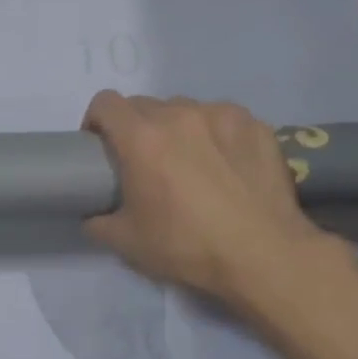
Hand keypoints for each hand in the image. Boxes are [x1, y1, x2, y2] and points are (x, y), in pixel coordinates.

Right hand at [80, 92, 338, 309]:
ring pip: (184, 108)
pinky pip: (222, 118)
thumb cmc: (186, 245)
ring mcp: (222, 115)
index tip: (100, 146)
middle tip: (143, 161)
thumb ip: (97, 221)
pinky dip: (214, 133)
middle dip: (134, 127)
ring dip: (175, 127)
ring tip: (188, 160)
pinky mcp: (256, 125)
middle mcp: (179, 115)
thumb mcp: (125, 242)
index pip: (105, 103)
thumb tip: (93, 215)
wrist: (264, 255)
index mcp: (141, 138)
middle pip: (143, 104)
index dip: (95, 121)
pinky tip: (224, 163)